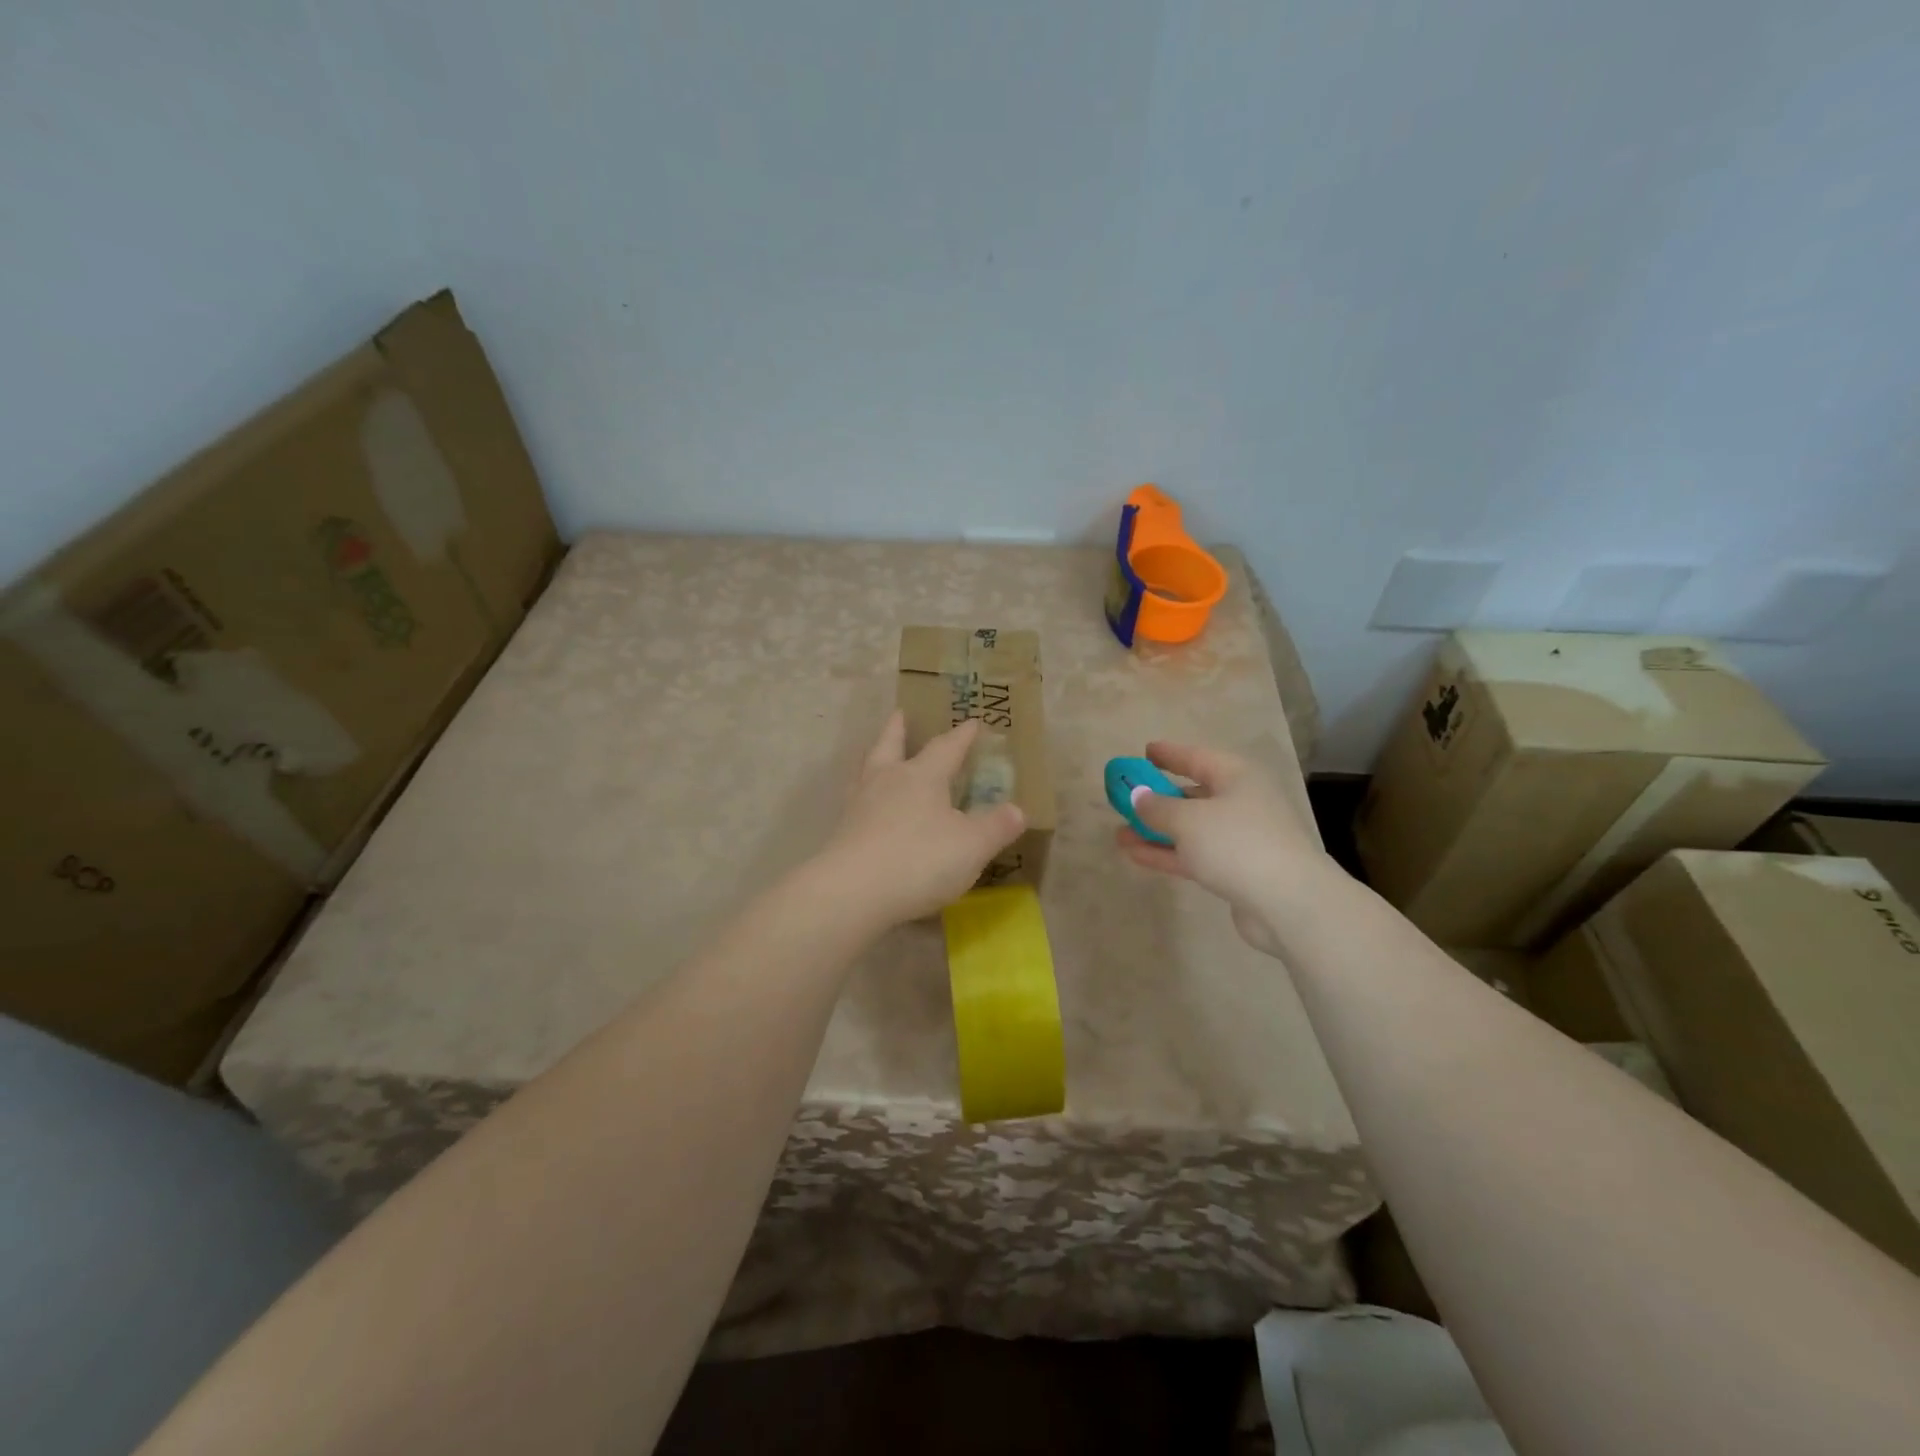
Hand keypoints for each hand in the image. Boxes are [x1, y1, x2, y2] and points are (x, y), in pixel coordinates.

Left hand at [819, 712, 1025, 925]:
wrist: (853, 893)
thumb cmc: (919, 860)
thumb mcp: (972, 846)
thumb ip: (996, 827)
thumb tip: (1018, 810)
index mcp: (922, 777)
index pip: (946, 748)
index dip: (961, 736)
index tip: (972, 722)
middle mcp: (887, 781)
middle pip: (891, 745)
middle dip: (899, 729)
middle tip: (900, 713)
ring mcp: (860, 805)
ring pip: (867, 770)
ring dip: (875, 757)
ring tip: (877, 754)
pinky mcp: (842, 832)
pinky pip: (855, 801)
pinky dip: (864, 795)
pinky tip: (867, 806)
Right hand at [1114, 742, 1330, 956]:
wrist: (1290, 904)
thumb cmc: (1237, 844)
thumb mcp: (1188, 820)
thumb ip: (1157, 807)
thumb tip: (1138, 796)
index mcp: (1238, 777)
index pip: (1197, 757)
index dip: (1170, 754)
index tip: (1145, 751)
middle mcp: (1242, 802)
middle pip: (1194, 794)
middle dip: (1159, 798)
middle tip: (1127, 797)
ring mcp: (1241, 839)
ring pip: (1191, 829)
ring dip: (1157, 831)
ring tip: (1120, 833)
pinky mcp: (1238, 871)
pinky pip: (1195, 854)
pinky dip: (1168, 853)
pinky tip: (1136, 855)